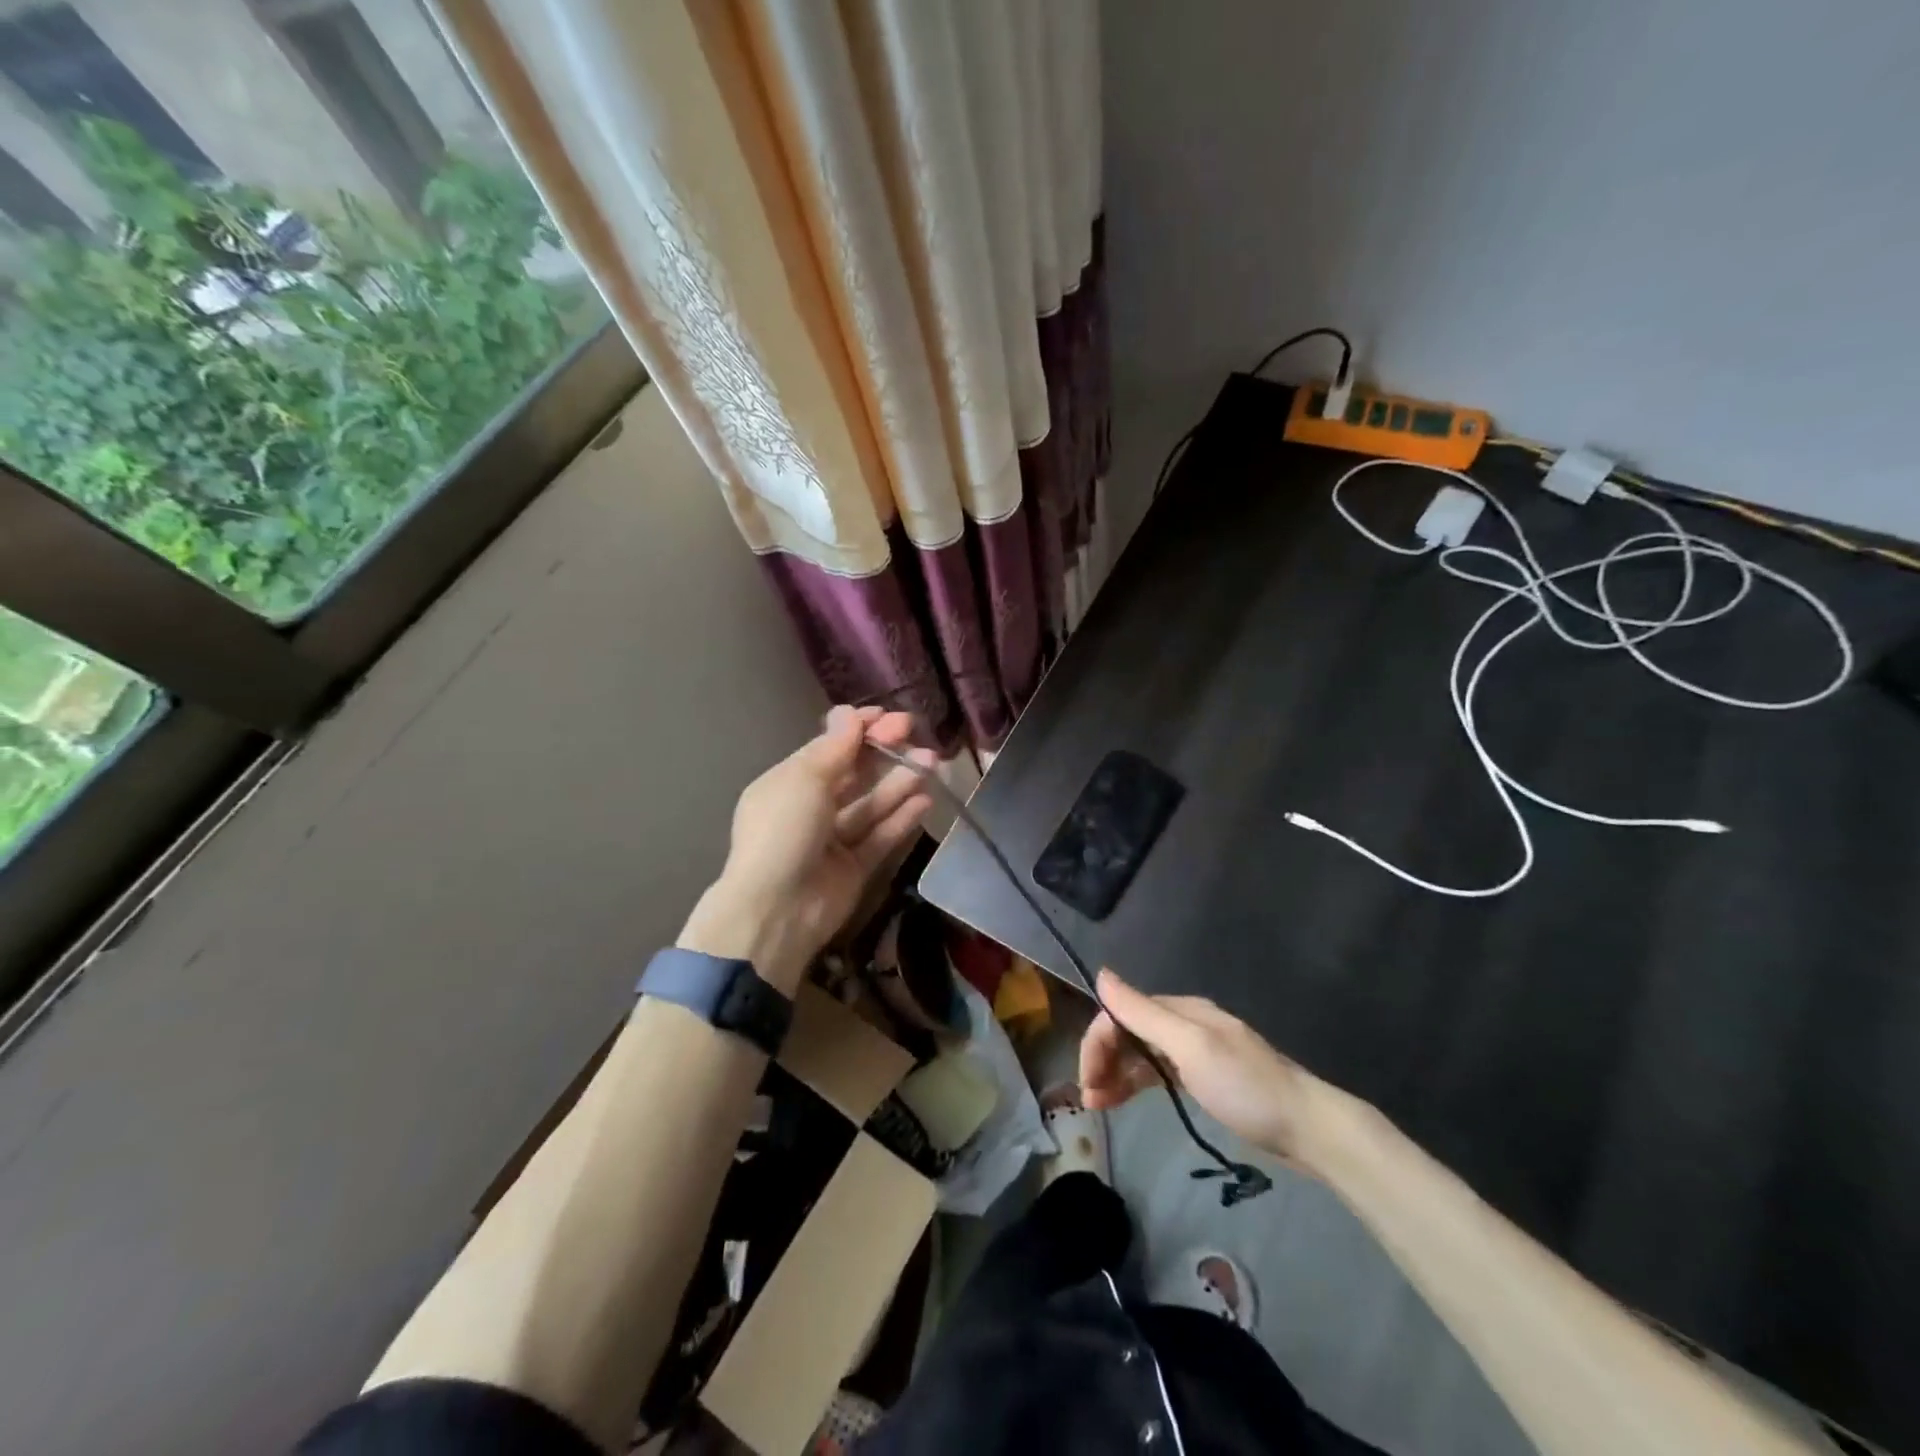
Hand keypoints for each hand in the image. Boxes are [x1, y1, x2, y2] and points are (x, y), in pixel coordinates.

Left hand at [678, 705, 933, 993]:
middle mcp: (810, 809)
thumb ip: (834, 749)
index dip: (858, 731)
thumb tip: (848, 713)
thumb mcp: (804, 780)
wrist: (776, 911)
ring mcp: (833, 841)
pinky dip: (901, 818)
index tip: (888, 717)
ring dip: (900, 782)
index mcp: (788, 784)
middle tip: (914, 734)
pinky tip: (925, 800)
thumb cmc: (783, 832)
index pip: (828, 749)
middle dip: (883, 753)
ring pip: (871, 805)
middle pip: (853, 774)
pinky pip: (880, 837)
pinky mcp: (854, 868)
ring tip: (932, 762)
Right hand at [1078, 969, 1333, 1164]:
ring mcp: (1196, 1052)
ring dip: (1115, 1073)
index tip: (1087, 1081)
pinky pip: (1157, 1072)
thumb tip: (1101, 974)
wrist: (1309, 1129)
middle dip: (1103, 1058)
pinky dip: (1136, 1083)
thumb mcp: (1190, 1047)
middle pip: (1129, 1031)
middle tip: (1090, 1098)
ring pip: (1141, 1053)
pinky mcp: (1205, 1079)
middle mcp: (1185, 1024)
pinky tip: (1124, 1099)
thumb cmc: (1246, 1087)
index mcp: (1181, 1010)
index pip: (1122, 1014)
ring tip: (1098, 1104)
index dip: (1098, 1042)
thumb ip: (1144, 1012)